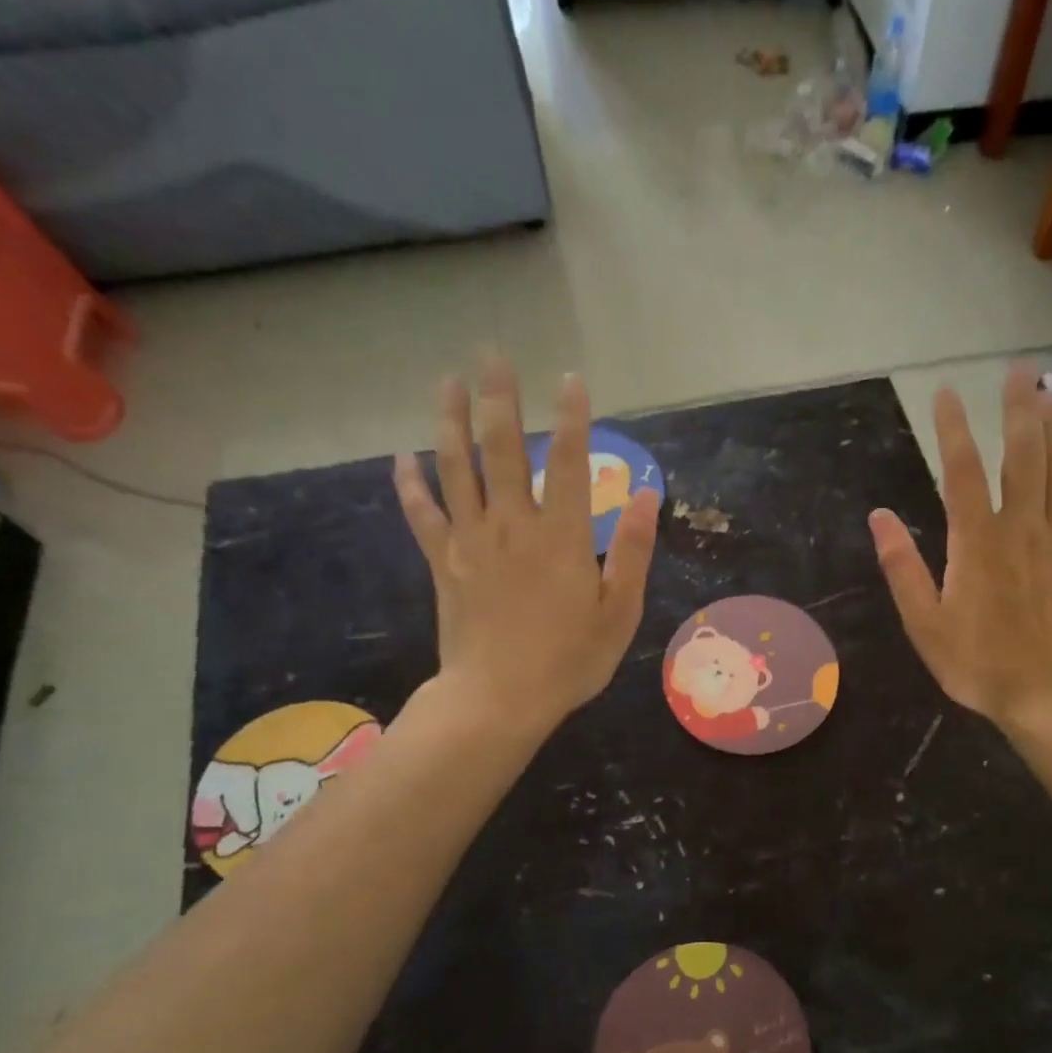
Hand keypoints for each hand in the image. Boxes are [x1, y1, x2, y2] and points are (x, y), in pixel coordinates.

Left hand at [394, 350, 659, 736]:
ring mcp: (471, 540)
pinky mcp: (442, 563)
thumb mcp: (620, 611)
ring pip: (457, 468)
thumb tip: (649, 495)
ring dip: (450, 421)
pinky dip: (411, 484)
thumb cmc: (570, 659)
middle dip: (500, 397)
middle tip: (492, 353)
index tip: (571, 377)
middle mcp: (514, 524)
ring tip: (446, 381)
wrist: (499, 699)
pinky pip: (422, 514)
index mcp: (563, 536)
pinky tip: (402, 457)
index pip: (572, 462)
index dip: (574, 417)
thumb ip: (635, 550)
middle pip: (504, 449)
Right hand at [869, 363, 1051, 730]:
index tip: (946, 392)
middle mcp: (1022, 529)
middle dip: (1021, 408)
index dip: (953, 428)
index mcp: (977, 543)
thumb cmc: (979, 664)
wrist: (1050, 695)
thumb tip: (879, 517)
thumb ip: (902, 567)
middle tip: (1022, 369)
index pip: (962, 472)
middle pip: (1023, 456)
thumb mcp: (925, 623)